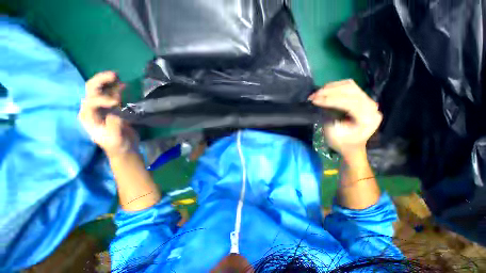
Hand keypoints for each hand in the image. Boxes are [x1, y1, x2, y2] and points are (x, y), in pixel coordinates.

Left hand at [79, 71, 137, 155]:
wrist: (124, 149)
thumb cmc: (117, 145)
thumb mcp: (114, 137)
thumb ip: (113, 122)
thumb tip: (115, 108)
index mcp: (88, 117)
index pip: (90, 101)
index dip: (101, 99)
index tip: (115, 103)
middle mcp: (92, 109)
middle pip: (92, 90)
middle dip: (101, 81)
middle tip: (114, 75)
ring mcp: (102, 108)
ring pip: (102, 90)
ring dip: (109, 82)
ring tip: (118, 76)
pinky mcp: (113, 108)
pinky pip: (113, 95)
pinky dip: (117, 88)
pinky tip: (123, 85)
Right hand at [309, 79, 381, 156]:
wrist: (352, 146)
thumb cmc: (342, 143)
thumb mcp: (333, 132)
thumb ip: (328, 117)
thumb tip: (321, 104)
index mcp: (367, 117)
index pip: (349, 102)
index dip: (329, 100)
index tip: (314, 100)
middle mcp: (371, 106)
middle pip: (350, 90)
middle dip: (329, 91)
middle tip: (313, 96)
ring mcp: (368, 100)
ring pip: (349, 85)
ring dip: (331, 87)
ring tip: (317, 93)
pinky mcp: (362, 98)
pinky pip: (349, 86)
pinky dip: (335, 87)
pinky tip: (325, 90)